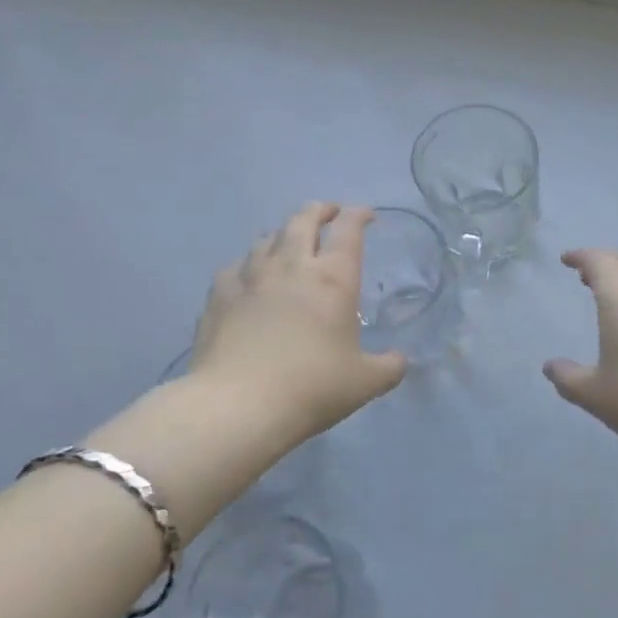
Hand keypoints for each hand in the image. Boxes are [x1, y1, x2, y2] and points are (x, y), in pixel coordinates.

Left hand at [186, 203, 407, 444]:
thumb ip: (389, 366)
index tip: (366, 215)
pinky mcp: (218, 297)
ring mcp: (250, 279)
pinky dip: (247, 264)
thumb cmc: (312, 387)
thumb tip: (399, 360)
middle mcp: (291, 268)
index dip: (359, 216)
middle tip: (328, 212)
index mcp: (333, 279)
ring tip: (288, 240)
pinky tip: (247, 274)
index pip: (348, 231)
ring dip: (283, 233)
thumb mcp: (366, 382)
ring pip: (267, 239)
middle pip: (303, 221)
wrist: (238, 406)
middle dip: (319, 211)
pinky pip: (235, 267)